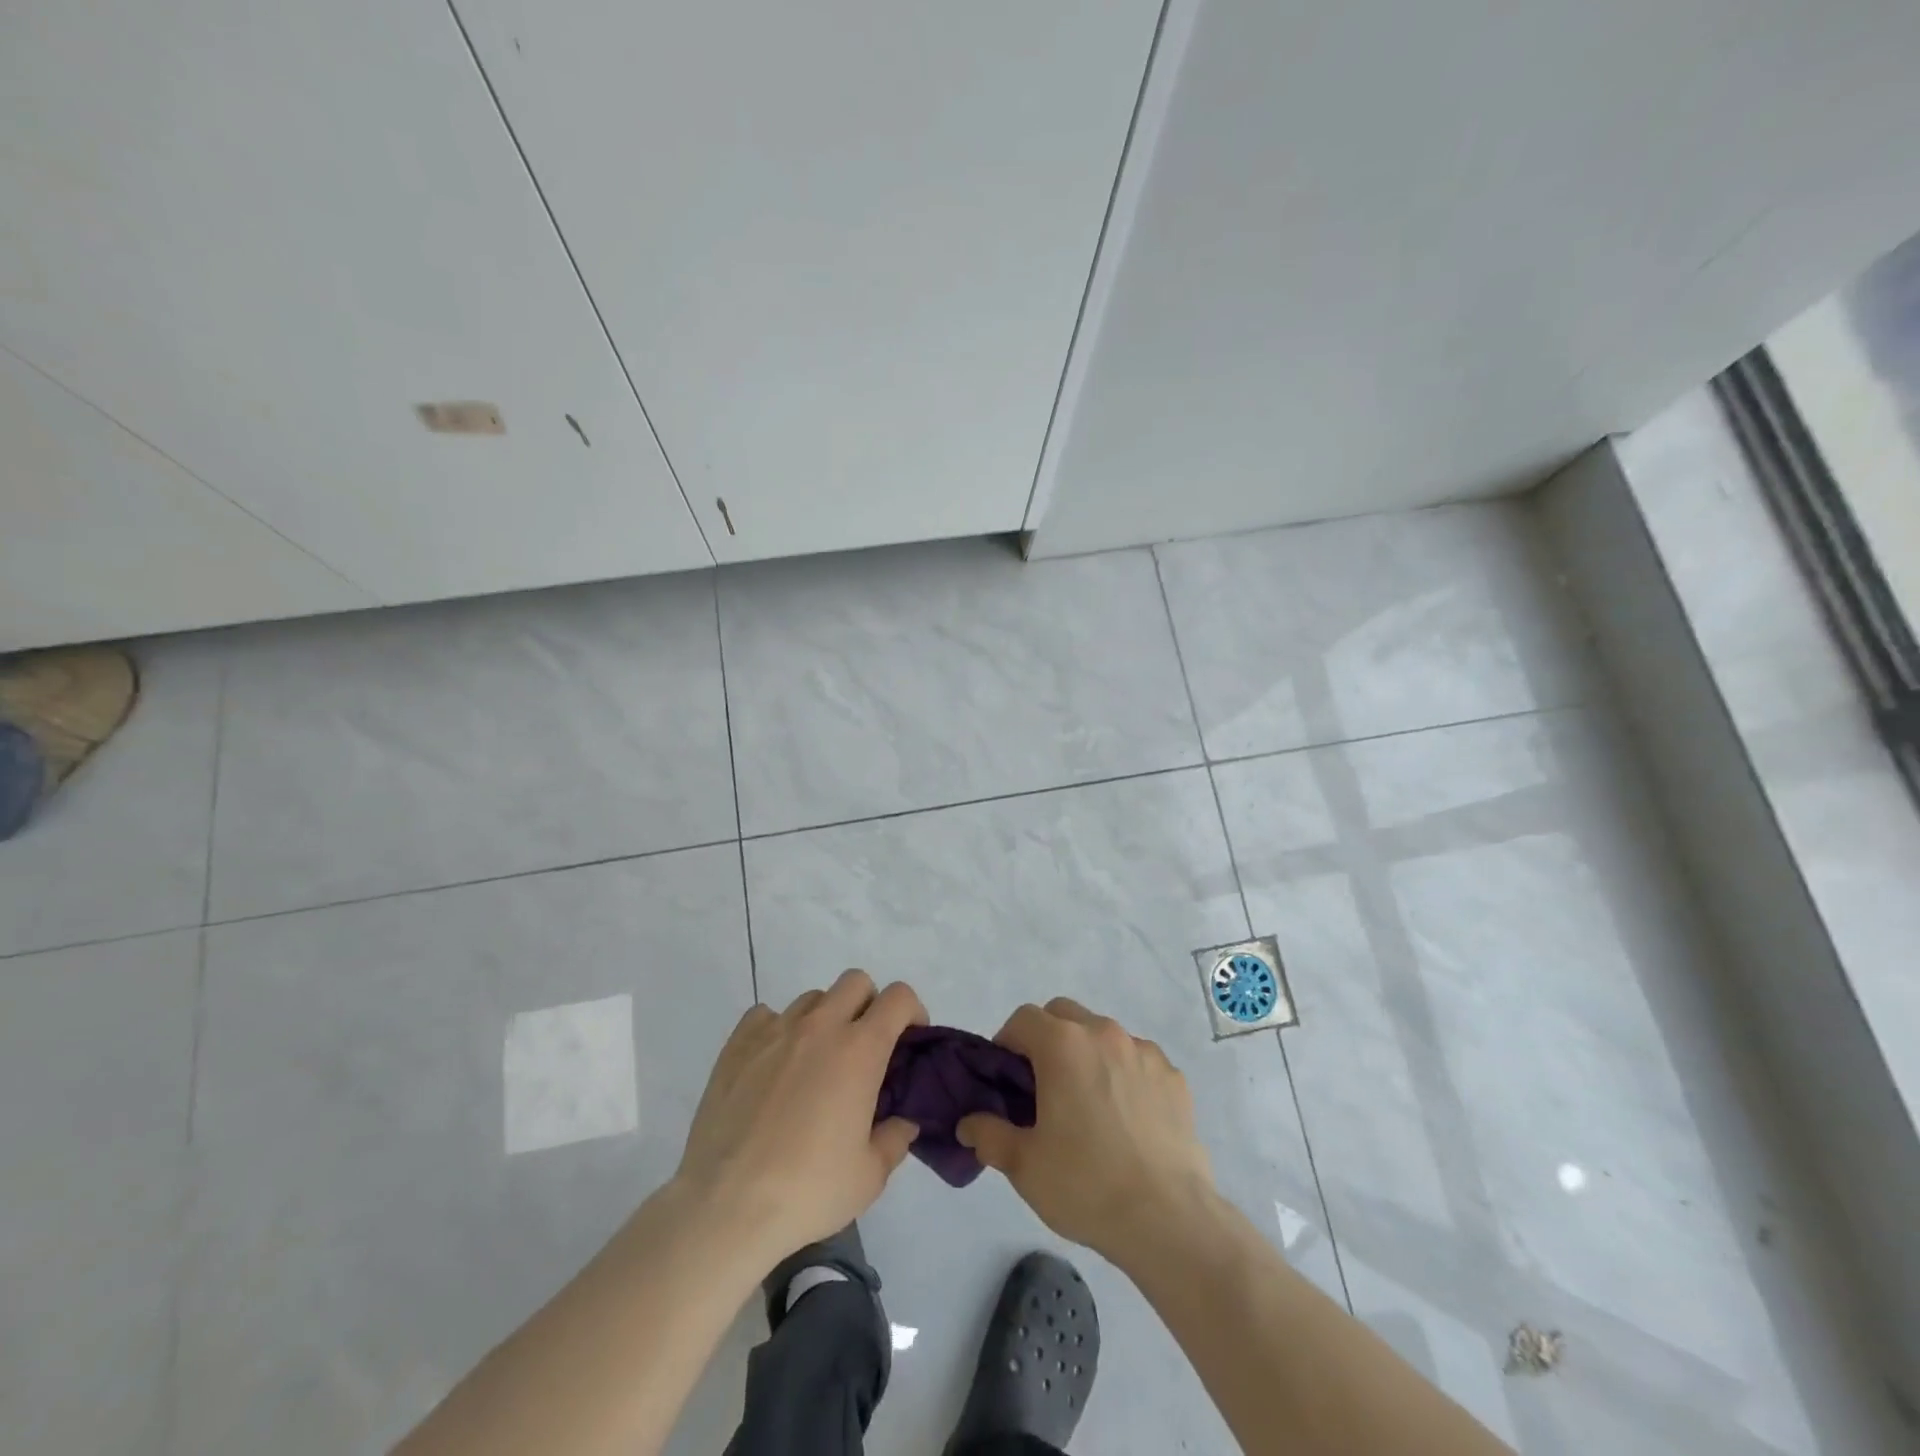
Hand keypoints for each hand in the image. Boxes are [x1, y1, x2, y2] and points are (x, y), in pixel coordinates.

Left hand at [674, 969, 925, 1266]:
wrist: (726, 1207)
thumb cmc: (808, 1191)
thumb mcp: (870, 1176)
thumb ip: (895, 1139)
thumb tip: (902, 1121)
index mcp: (860, 1050)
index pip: (898, 998)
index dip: (912, 1011)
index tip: (909, 1040)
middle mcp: (820, 1027)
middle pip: (855, 982)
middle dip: (869, 1005)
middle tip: (865, 1048)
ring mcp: (775, 1031)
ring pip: (812, 998)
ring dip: (825, 1018)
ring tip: (816, 1063)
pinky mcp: (737, 1044)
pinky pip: (766, 1015)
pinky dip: (778, 1029)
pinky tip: (774, 1065)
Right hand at [957, 998, 1216, 1263]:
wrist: (1168, 1219)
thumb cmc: (1086, 1184)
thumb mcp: (1023, 1165)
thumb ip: (989, 1134)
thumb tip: (968, 1124)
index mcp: (1063, 1044)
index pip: (1023, 1018)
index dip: (1007, 1042)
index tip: (1006, 1079)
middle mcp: (1104, 1033)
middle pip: (1064, 1014)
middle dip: (1046, 1038)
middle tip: (1042, 1086)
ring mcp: (1144, 1052)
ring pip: (1103, 1034)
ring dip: (1087, 1054)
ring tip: (1088, 1104)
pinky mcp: (1174, 1077)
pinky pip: (1138, 1060)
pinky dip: (1124, 1074)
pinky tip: (1126, 1119)